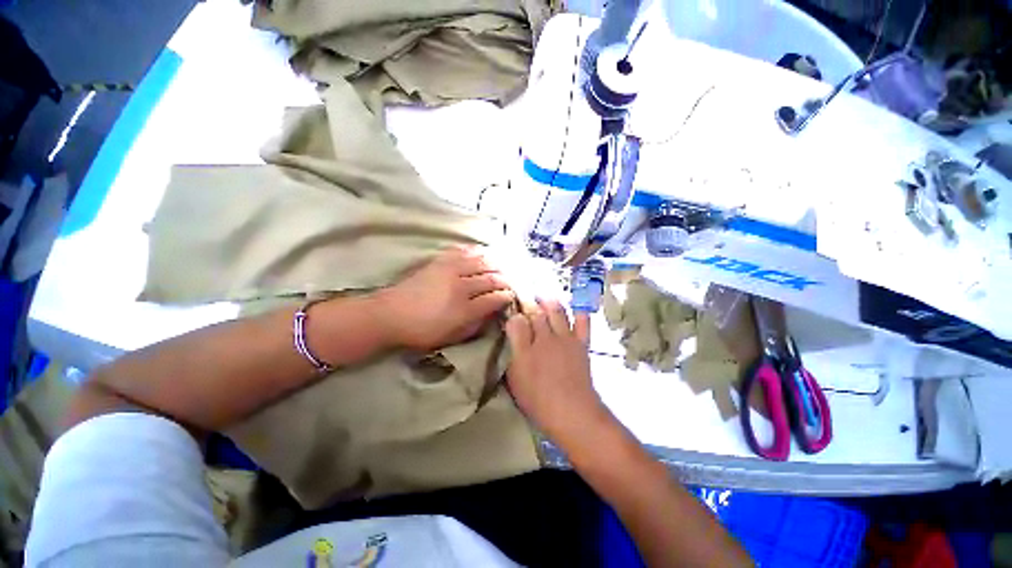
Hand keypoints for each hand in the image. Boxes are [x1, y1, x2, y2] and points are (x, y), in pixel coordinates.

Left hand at [374, 246, 514, 350]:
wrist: (390, 314)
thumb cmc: (422, 331)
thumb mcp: (452, 336)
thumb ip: (475, 325)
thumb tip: (492, 313)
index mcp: (464, 309)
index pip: (495, 298)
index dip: (507, 296)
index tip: (512, 296)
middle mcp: (461, 287)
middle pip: (491, 279)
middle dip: (506, 280)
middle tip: (511, 282)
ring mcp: (450, 271)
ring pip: (481, 262)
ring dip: (495, 264)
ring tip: (502, 267)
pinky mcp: (440, 261)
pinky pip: (463, 251)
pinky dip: (476, 251)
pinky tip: (482, 253)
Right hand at [504, 299, 608, 444]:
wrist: (573, 413)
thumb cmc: (538, 400)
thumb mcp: (515, 380)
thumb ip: (510, 354)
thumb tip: (510, 335)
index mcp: (526, 348)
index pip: (517, 321)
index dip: (513, 314)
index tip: (511, 313)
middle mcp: (545, 338)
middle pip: (536, 312)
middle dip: (529, 302)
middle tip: (525, 299)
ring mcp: (565, 338)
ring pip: (557, 310)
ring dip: (549, 301)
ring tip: (543, 298)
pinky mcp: (581, 343)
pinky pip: (582, 321)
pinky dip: (578, 311)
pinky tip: (573, 307)